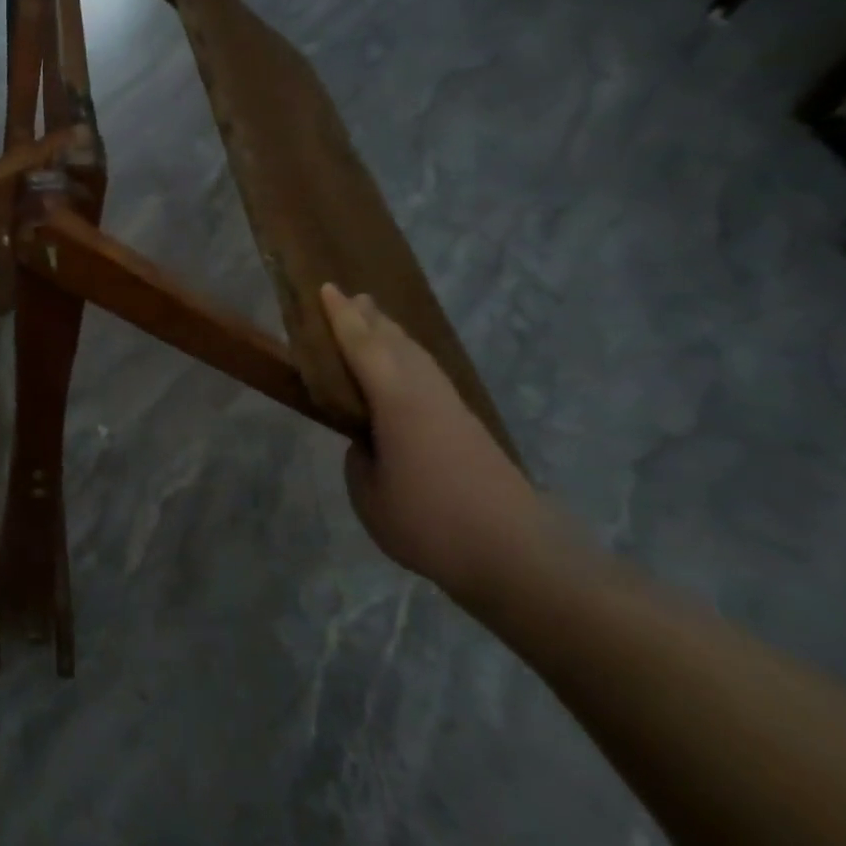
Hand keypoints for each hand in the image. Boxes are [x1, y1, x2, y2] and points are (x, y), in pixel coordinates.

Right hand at [320, 283, 547, 599]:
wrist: (520, 556)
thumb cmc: (431, 524)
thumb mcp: (370, 496)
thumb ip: (360, 460)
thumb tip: (368, 444)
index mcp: (398, 402)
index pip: (363, 347)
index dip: (341, 318)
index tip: (325, 288)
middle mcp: (428, 395)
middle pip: (397, 343)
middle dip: (372, 319)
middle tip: (351, 297)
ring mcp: (453, 411)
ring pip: (419, 358)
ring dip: (394, 336)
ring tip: (376, 322)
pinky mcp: (469, 430)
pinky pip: (430, 377)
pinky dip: (410, 360)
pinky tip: (406, 371)